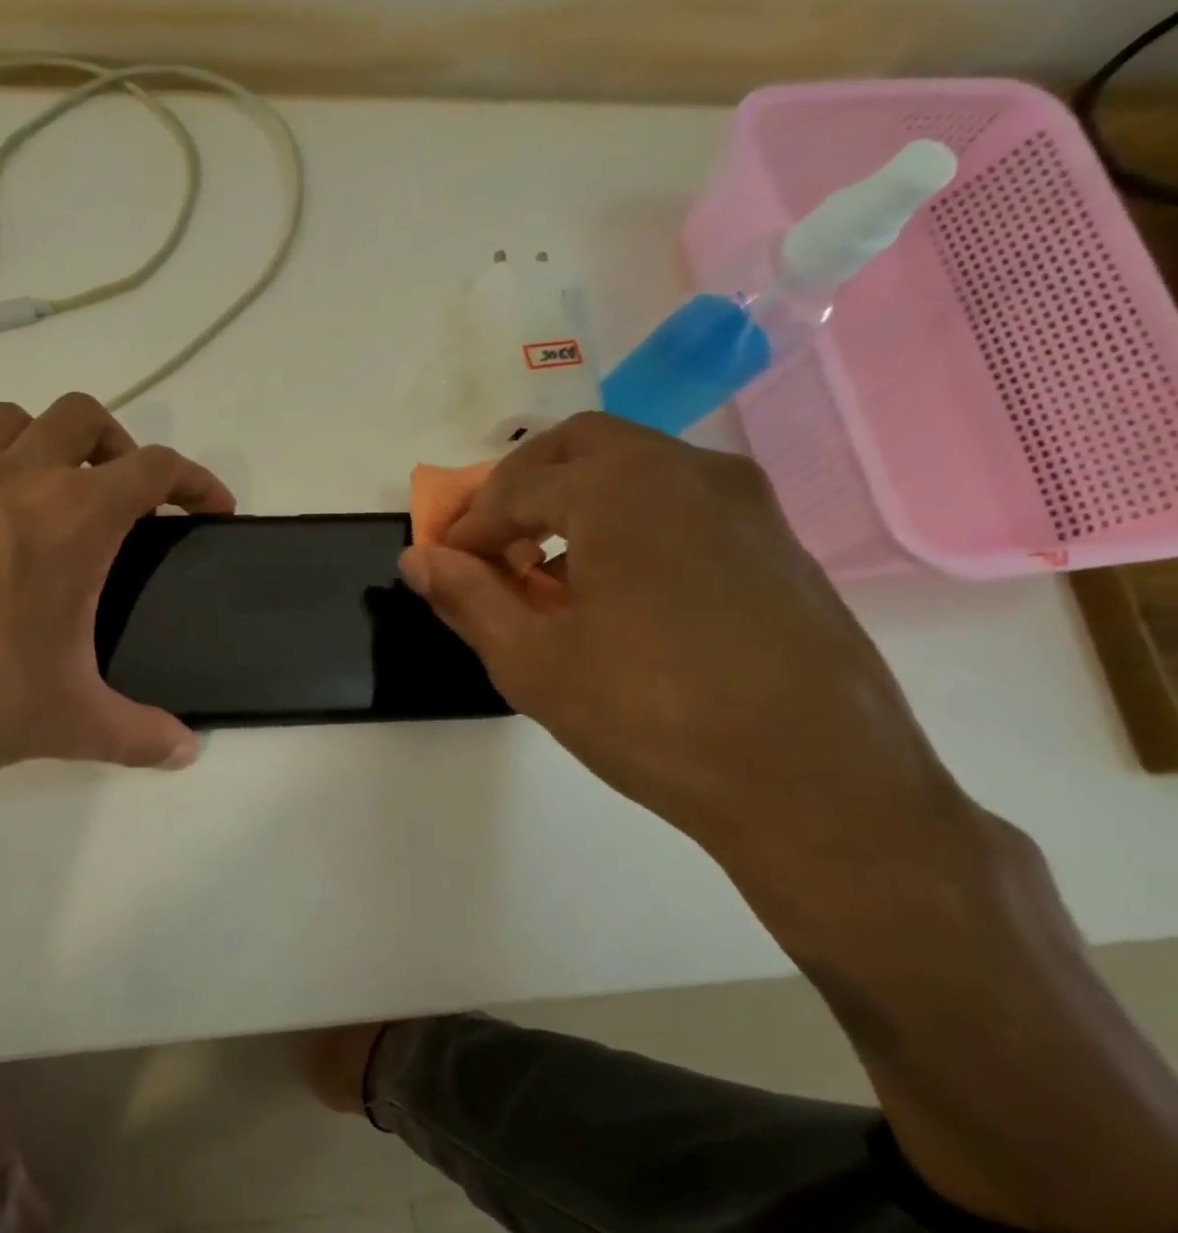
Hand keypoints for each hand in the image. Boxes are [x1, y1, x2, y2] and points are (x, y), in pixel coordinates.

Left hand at [0, 394, 232, 814]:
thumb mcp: (68, 721)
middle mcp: (19, 482)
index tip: (213, 507)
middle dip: (121, 446)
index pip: (153, 467)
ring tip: (64, 501)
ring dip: (53, 443)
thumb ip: (137, 734)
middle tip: (131, 500)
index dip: (196, 480)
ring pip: (17, 423)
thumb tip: (185, 751)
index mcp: (73, 517)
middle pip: (82, 418)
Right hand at [402, 414, 971, 907]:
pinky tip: (612, 586)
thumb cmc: (650, 717)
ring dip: (572, 499)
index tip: (445, 567)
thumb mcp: (531, 660)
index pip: (516, 488)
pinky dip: (625, 517)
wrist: (816, 785)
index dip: (468, 527)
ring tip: (546, 570)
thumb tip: (416, 560)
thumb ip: (467, 597)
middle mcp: (687, 470)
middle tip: (491, 545)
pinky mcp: (774, 538)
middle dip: (519, 487)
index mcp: (621, 490)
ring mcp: (743, 500)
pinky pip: (678, 500)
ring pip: (634, 467)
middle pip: (578, 447)